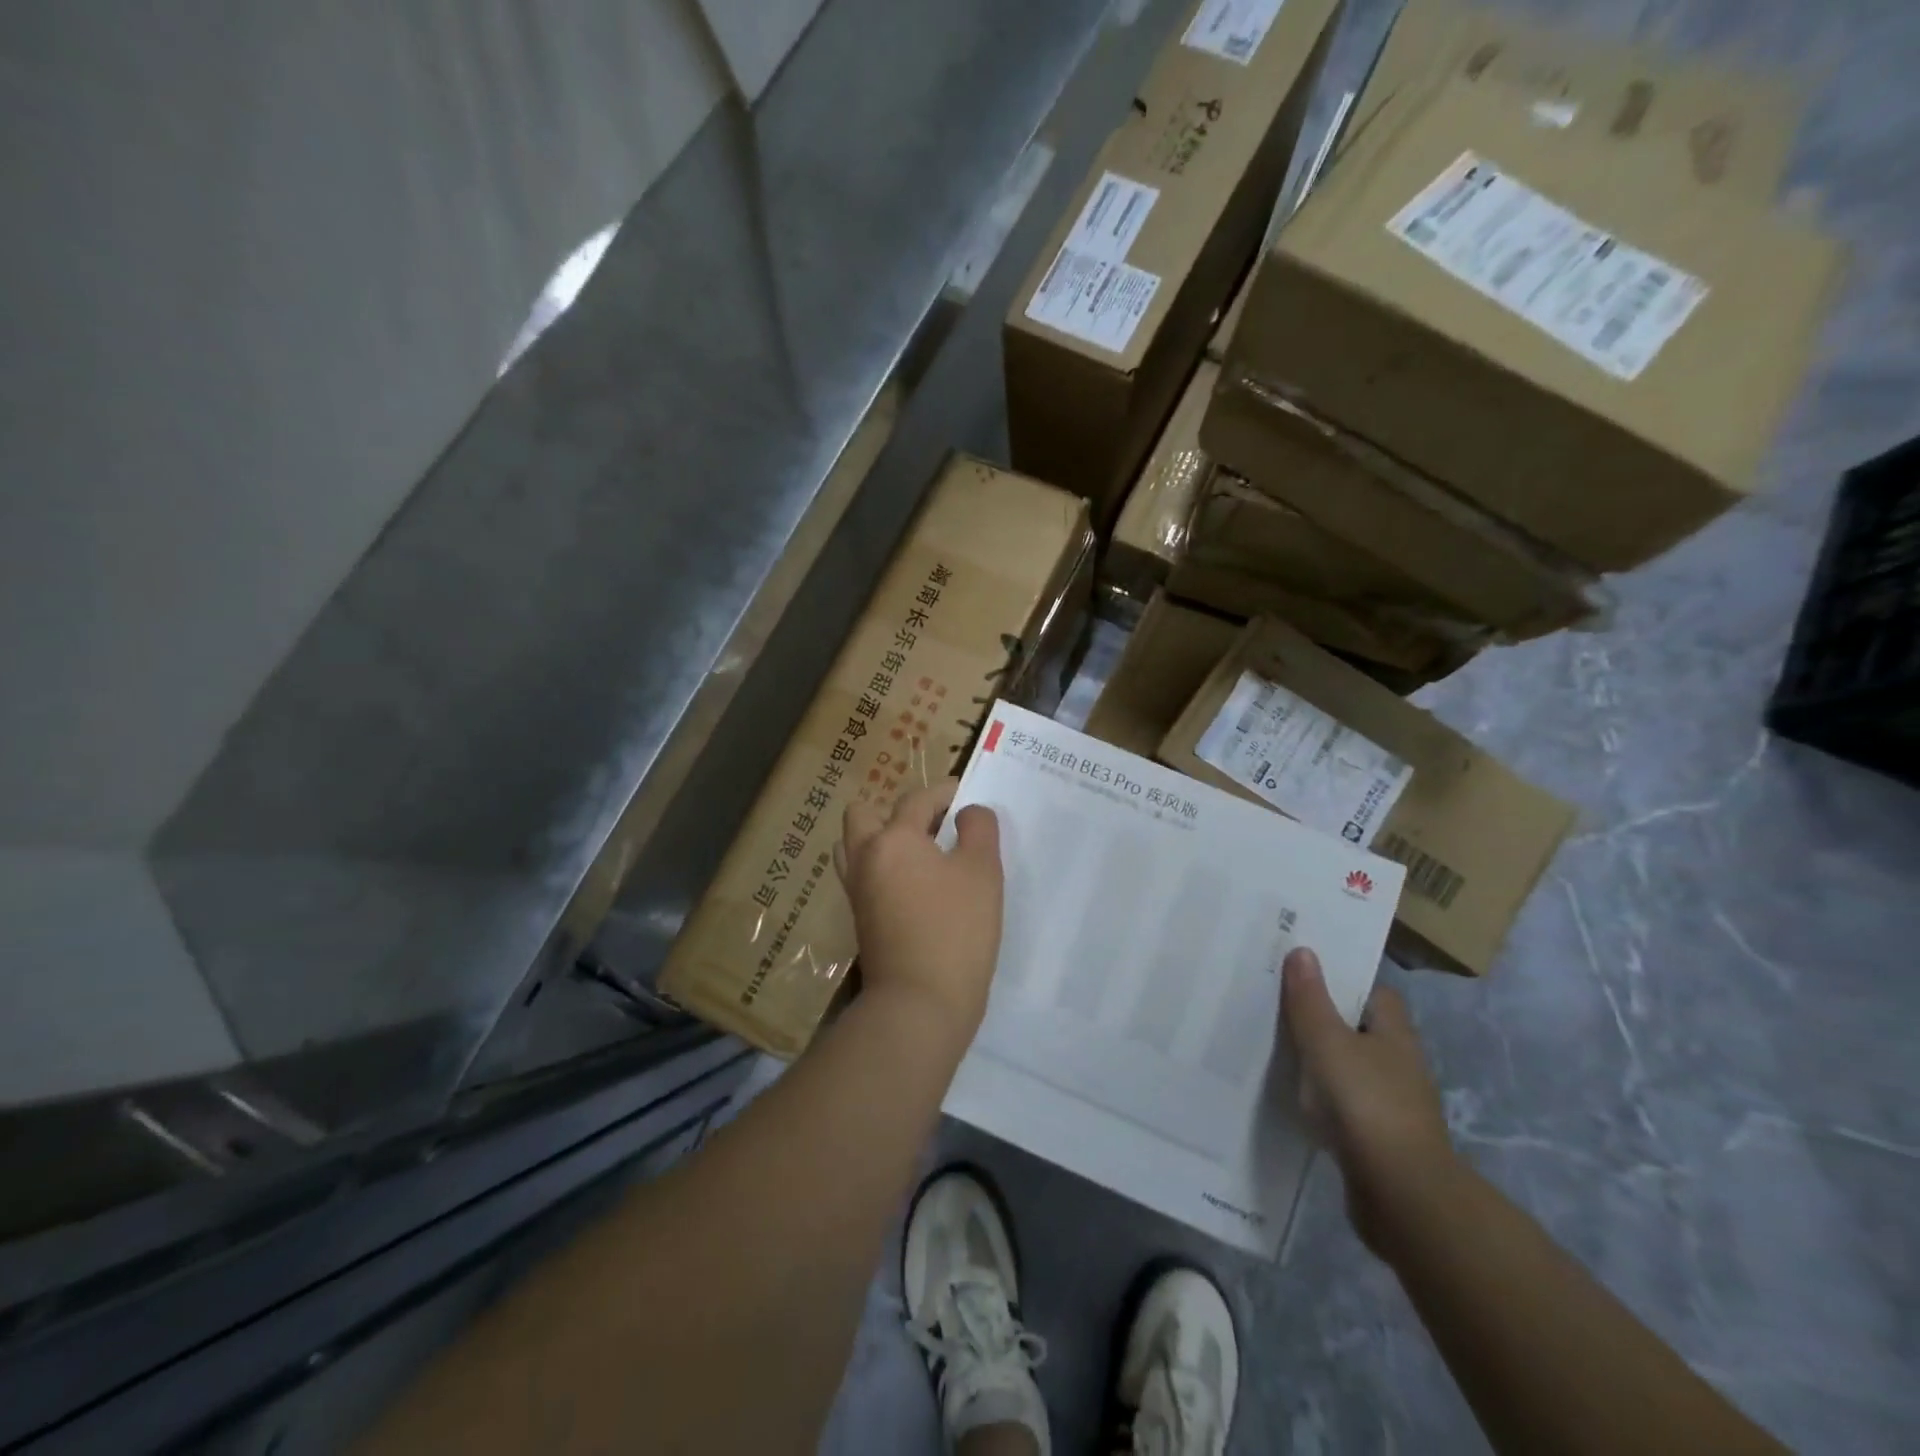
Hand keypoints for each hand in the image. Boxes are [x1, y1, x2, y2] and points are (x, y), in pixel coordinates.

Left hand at [838, 780, 1003, 1042]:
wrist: (920, 1003)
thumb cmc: (956, 930)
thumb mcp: (982, 871)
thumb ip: (979, 829)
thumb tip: (968, 812)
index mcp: (893, 839)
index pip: (917, 799)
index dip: (945, 792)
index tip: (967, 798)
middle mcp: (865, 857)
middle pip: (864, 814)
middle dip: (898, 811)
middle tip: (934, 826)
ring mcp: (857, 890)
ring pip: (855, 845)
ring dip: (880, 838)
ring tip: (919, 852)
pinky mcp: (860, 918)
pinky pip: (862, 875)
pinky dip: (881, 866)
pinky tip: (913, 884)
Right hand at [1281, 947, 1458, 1255]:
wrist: (1401, 1196)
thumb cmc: (1365, 1104)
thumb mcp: (1326, 1042)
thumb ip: (1310, 999)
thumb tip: (1304, 951)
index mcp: (1394, 1034)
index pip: (1376, 994)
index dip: (1345, 981)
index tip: (1308, 974)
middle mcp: (1401, 1065)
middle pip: (1363, 1031)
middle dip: (1330, 1020)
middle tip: (1283, 1007)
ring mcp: (1395, 1106)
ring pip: (1355, 1070)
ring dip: (1327, 1063)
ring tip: (1282, 1051)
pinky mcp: (1382, 1142)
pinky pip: (1349, 1107)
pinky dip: (1328, 1101)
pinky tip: (1300, 1102)